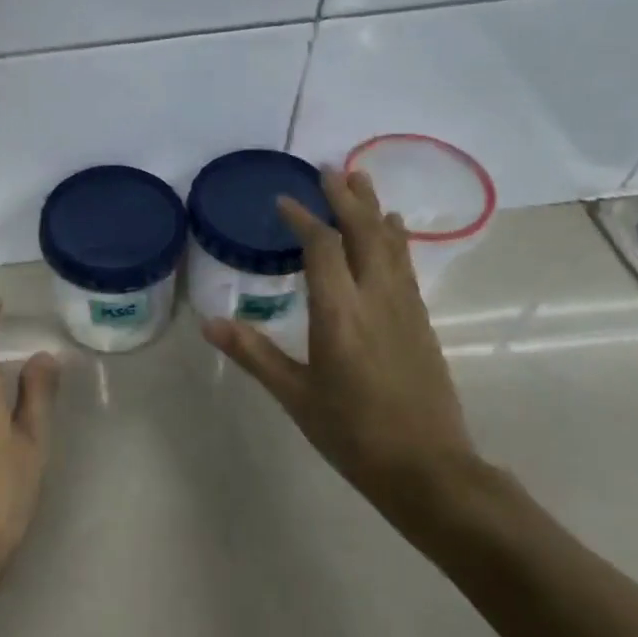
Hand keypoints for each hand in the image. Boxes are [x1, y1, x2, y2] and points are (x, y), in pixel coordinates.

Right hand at [203, 168, 483, 531]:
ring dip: (374, 209)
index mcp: (340, 314)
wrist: (428, 468)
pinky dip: (394, 238)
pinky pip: (406, 265)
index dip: (303, 219)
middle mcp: (377, 300)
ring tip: (361, 181)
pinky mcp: (422, 322)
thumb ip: (253, 353)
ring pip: (391, 244)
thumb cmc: (353, 433)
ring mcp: (406, 309)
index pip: (323, 249)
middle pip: (364, 233)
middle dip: (346, 198)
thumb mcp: (295, 396)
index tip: (283, 200)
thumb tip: (209, 323)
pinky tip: (393, 231)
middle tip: (329, 168)